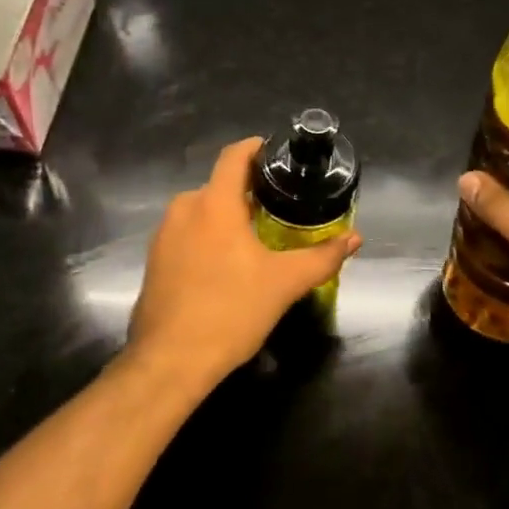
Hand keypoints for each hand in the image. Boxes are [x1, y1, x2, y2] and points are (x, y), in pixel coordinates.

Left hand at [129, 137, 361, 387]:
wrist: (170, 360)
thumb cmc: (231, 311)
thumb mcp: (285, 283)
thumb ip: (322, 257)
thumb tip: (354, 238)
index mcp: (213, 203)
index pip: (234, 156)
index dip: (256, 148)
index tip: (278, 155)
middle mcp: (183, 209)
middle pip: (220, 185)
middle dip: (248, 191)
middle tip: (280, 206)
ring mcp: (163, 234)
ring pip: (202, 211)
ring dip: (227, 216)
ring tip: (257, 236)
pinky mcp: (154, 260)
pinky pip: (187, 233)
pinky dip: (208, 236)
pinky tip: (226, 263)